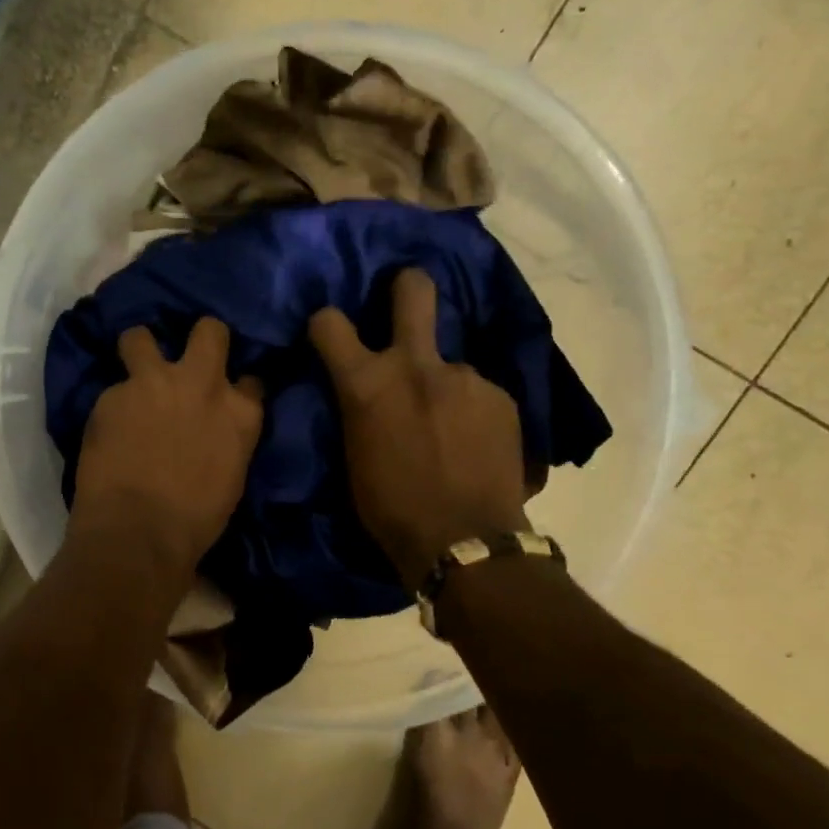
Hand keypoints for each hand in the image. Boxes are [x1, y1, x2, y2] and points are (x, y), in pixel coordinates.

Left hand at [71, 318, 263, 579]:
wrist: (139, 533)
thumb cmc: (195, 521)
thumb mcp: (232, 476)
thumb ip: (228, 438)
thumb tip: (215, 429)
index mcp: (241, 413)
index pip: (252, 379)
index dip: (237, 384)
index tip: (228, 393)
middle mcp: (203, 384)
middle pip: (210, 331)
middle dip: (201, 337)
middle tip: (186, 358)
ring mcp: (154, 383)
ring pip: (140, 336)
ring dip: (138, 349)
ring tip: (133, 371)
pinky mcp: (112, 395)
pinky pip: (112, 387)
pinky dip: (112, 404)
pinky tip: (108, 426)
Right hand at [310, 269, 531, 589]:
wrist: (463, 542)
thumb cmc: (390, 510)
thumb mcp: (353, 456)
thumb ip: (359, 410)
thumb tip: (365, 395)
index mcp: (367, 384)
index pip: (330, 323)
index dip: (326, 324)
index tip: (331, 334)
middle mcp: (416, 365)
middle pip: (414, 291)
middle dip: (406, 287)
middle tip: (405, 299)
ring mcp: (465, 377)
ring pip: (450, 363)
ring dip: (445, 385)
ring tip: (451, 429)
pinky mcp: (502, 397)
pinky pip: (478, 393)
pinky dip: (473, 411)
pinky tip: (475, 444)